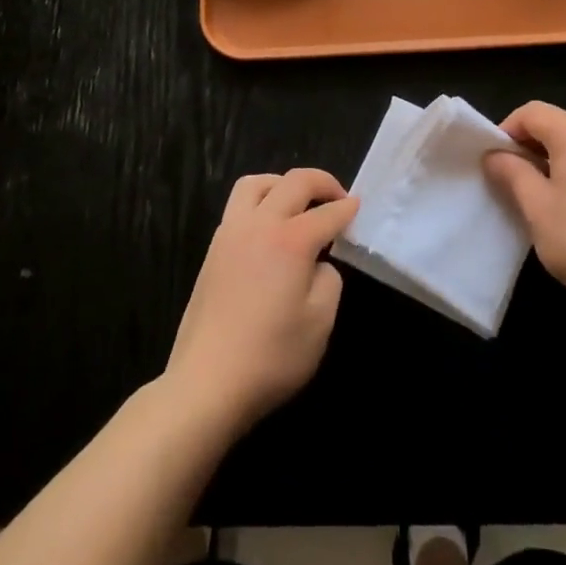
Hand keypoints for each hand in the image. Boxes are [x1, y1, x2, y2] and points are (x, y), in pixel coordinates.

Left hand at [164, 169, 358, 433]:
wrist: (207, 383)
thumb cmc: (271, 356)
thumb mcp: (320, 323)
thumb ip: (329, 280)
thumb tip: (318, 263)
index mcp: (291, 239)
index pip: (327, 213)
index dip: (347, 209)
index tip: (359, 208)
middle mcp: (259, 223)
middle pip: (293, 182)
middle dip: (322, 182)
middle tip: (337, 197)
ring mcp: (231, 232)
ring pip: (257, 183)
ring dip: (283, 184)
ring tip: (298, 203)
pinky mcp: (213, 249)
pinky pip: (238, 204)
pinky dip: (260, 201)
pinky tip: (270, 228)